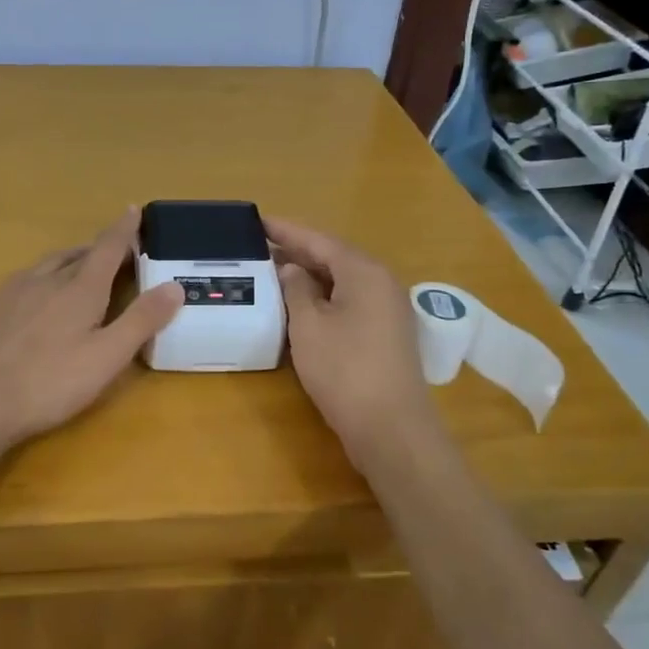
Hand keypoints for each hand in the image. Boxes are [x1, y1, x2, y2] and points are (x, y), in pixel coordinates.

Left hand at [0, 208, 182, 452]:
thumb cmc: (49, 382)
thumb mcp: (107, 357)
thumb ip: (141, 320)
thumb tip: (174, 286)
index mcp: (80, 289)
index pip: (108, 248)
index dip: (123, 229)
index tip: (133, 209)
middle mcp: (46, 279)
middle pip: (77, 254)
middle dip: (98, 248)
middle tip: (114, 252)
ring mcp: (13, 291)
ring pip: (48, 265)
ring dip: (69, 261)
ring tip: (78, 268)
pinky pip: (22, 280)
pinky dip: (41, 279)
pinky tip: (35, 298)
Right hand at [266, 216, 440, 451]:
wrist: (391, 428)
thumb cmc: (344, 369)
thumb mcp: (308, 325)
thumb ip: (296, 289)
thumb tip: (292, 269)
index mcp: (364, 272)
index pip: (319, 240)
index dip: (286, 230)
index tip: (257, 220)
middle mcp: (381, 283)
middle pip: (334, 257)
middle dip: (297, 251)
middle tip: (259, 245)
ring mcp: (387, 309)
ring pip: (342, 280)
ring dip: (309, 275)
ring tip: (273, 270)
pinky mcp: (385, 333)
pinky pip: (349, 301)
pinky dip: (323, 296)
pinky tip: (300, 304)